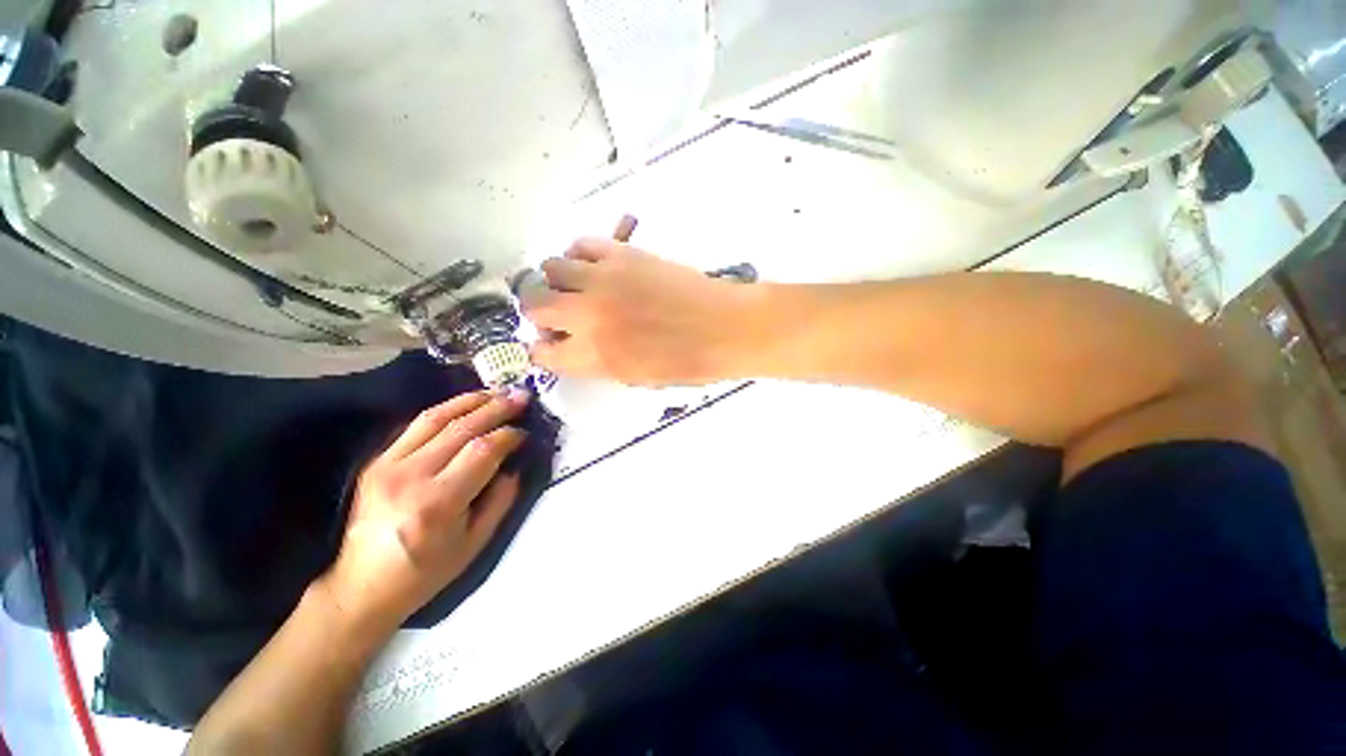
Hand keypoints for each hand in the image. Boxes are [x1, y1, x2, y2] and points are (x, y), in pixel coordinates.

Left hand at [319, 390, 529, 635]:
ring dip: (471, 400)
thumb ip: (501, 500)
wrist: (362, 586)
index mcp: (438, 503)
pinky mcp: (376, 462)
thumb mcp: (475, 544)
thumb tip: (514, 466)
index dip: (509, 436)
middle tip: (521, 396)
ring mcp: (388, 465)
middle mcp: (411, 477)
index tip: (525, 433)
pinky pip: (415, 425)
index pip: (482, 451)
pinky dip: (445, 410)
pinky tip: (465, 405)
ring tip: (497, 392)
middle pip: (462, 428)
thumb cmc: (425, 572)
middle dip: (497, 408)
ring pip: (436, 418)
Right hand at [521, 238, 756, 385]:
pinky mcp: (622, 254)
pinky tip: (595, 267)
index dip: (543, 350)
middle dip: (540, 314)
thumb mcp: (636, 378)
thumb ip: (597, 362)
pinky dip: (580, 255)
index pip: (542, 353)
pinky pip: (582, 244)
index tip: (551, 345)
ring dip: (558, 281)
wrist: (723, 327)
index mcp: (594, 356)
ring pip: (551, 268)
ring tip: (577, 287)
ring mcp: (603, 280)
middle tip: (559, 316)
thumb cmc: (687, 363)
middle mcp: (588, 316)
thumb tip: (574, 346)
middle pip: (534, 305)